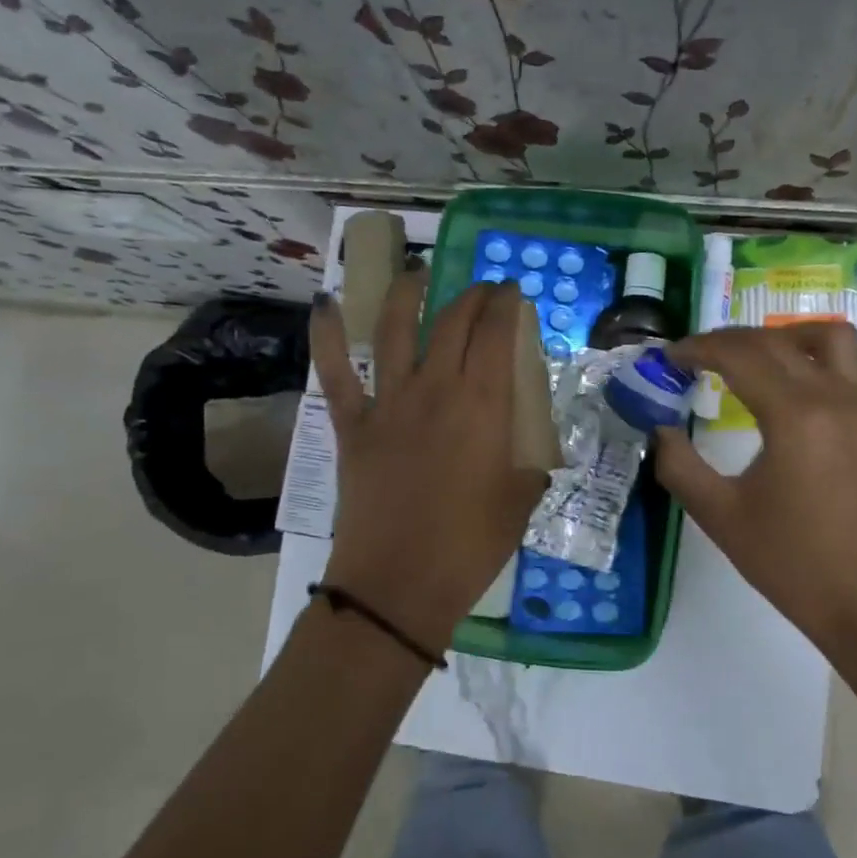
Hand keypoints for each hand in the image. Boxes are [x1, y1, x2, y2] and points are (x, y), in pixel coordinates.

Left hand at [310, 271, 547, 654]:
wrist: (398, 584)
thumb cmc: (470, 546)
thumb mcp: (520, 502)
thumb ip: (529, 467)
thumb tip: (530, 456)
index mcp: (482, 404)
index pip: (497, 333)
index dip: (506, 304)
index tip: (513, 292)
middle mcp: (435, 389)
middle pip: (452, 322)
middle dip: (471, 295)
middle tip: (482, 290)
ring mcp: (388, 403)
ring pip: (393, 329)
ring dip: (406, 293)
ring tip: (416, 273)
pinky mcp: (352, 425)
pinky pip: (334, 371)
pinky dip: (326, 335)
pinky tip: (327, 305)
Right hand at [656, 324, 856, 665]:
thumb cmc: (793, 564)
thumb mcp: (721, 517)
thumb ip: (680, 466)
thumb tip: (659, 429)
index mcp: (795, 414)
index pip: (740, 355)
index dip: (698, 348)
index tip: (668, 358)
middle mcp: (835, 396)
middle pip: (777, 341)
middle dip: (730, 340)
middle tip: (695, 359)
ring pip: (832, 339)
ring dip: (787, 337)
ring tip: (755, 360)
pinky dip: (824, 360)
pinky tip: (802, 388)